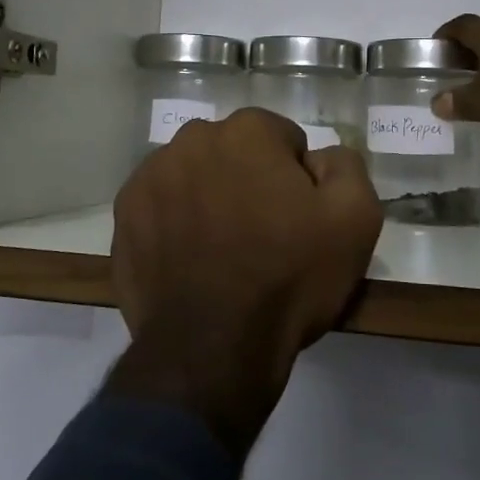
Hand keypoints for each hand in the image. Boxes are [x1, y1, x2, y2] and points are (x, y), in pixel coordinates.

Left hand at [106, 108, 382, 460]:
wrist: (212, 347)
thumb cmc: (287, 277)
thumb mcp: (355, 220)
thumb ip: (345, 166)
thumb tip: (318, 157)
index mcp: (246, 132)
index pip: (283, 139)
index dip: (296, 178)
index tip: (298, 218)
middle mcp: (191, 140)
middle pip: (233, 152)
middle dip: (248, 180)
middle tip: (261, 234)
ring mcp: (149, 177)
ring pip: (193, 176)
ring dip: (208, 198)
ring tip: (221, 252)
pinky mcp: (124, 214)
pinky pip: (160, 207)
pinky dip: (174, 223)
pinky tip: (188, 262)